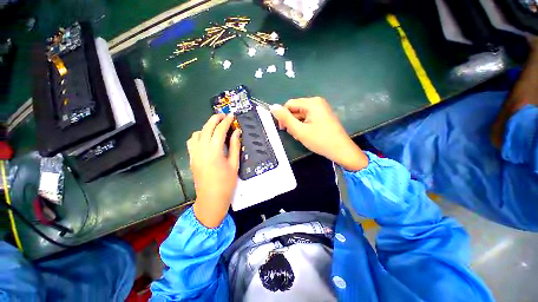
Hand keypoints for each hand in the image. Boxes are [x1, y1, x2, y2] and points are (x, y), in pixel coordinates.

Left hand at [187, 114, 240, 227]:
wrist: (211, 199)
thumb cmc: (226, 184)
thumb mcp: (234, 165)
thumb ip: (234, 146)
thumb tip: (236, 132)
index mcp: (214, 151)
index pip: (220, 130)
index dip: (226, 121)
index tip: (232, 116)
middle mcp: (202, 149)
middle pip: (207, 127)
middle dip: (215, 119)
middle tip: (224, 116)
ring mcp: (194, 153)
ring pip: (197, 133)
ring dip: (206, 127)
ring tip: (215, 128)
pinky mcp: (191, 158)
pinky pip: (191, 142)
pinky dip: (198, 136)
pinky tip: (204, 139)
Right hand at [270, 97, 368, 170]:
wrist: (342, 150)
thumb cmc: (321, 140)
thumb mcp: (300, 131)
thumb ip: (285, 118)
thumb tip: (272, 107)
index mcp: (312, 102)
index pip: (289, 104)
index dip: (283, 116)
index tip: (283, 129)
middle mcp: (317, 101)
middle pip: (296, 108)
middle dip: (292, 121)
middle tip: (295, 134)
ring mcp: (322, 107)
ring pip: (302, 113)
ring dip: (298, 124)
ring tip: (302, 136)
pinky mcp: (324, 114)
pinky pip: (309, 116)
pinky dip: (305, 124)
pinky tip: (308, 134)